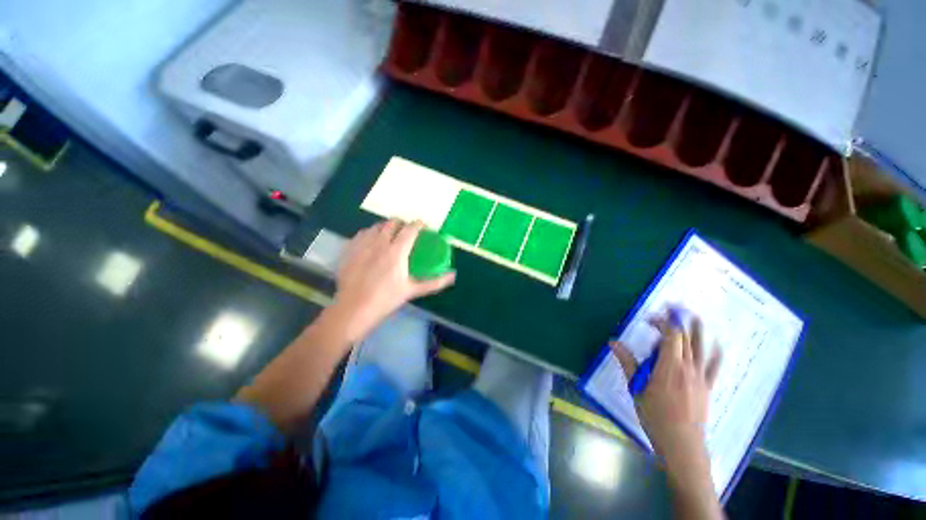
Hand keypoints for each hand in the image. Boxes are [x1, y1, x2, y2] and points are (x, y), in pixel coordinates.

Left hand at [331, 220, 455, 341]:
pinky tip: (371, 242)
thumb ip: (435, 282)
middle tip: (406, 231)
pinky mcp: (349, 250)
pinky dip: (369, 233)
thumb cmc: (386, 299)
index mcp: (397, 251)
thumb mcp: (412, 290)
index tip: (423, 225)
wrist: (354, 309)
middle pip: (392, 223)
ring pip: (376, 226)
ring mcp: (362, 245)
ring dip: (385, 227)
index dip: (418, 224)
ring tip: (389, 235)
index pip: (410, 229)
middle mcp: (379, 242)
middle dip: (401, 223)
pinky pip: (361, 234)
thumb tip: (453, 275)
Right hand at [610, 311, 721, 476]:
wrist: (681, 442)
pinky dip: (716, 353)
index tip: (651, 316)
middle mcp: (688, 367)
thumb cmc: (655, 415)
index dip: (664, 321)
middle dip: (676, 322)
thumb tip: (612, 342)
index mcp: (669, 366)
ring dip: (699, 330)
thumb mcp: (636, 387)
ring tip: (695, 316)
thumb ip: (627, 362)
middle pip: (685, 338)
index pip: (671, 335)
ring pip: (703, 348)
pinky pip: (715, 366)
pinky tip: (718, 345)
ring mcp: (701, 377)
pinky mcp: (707, 386)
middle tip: (665, 313)